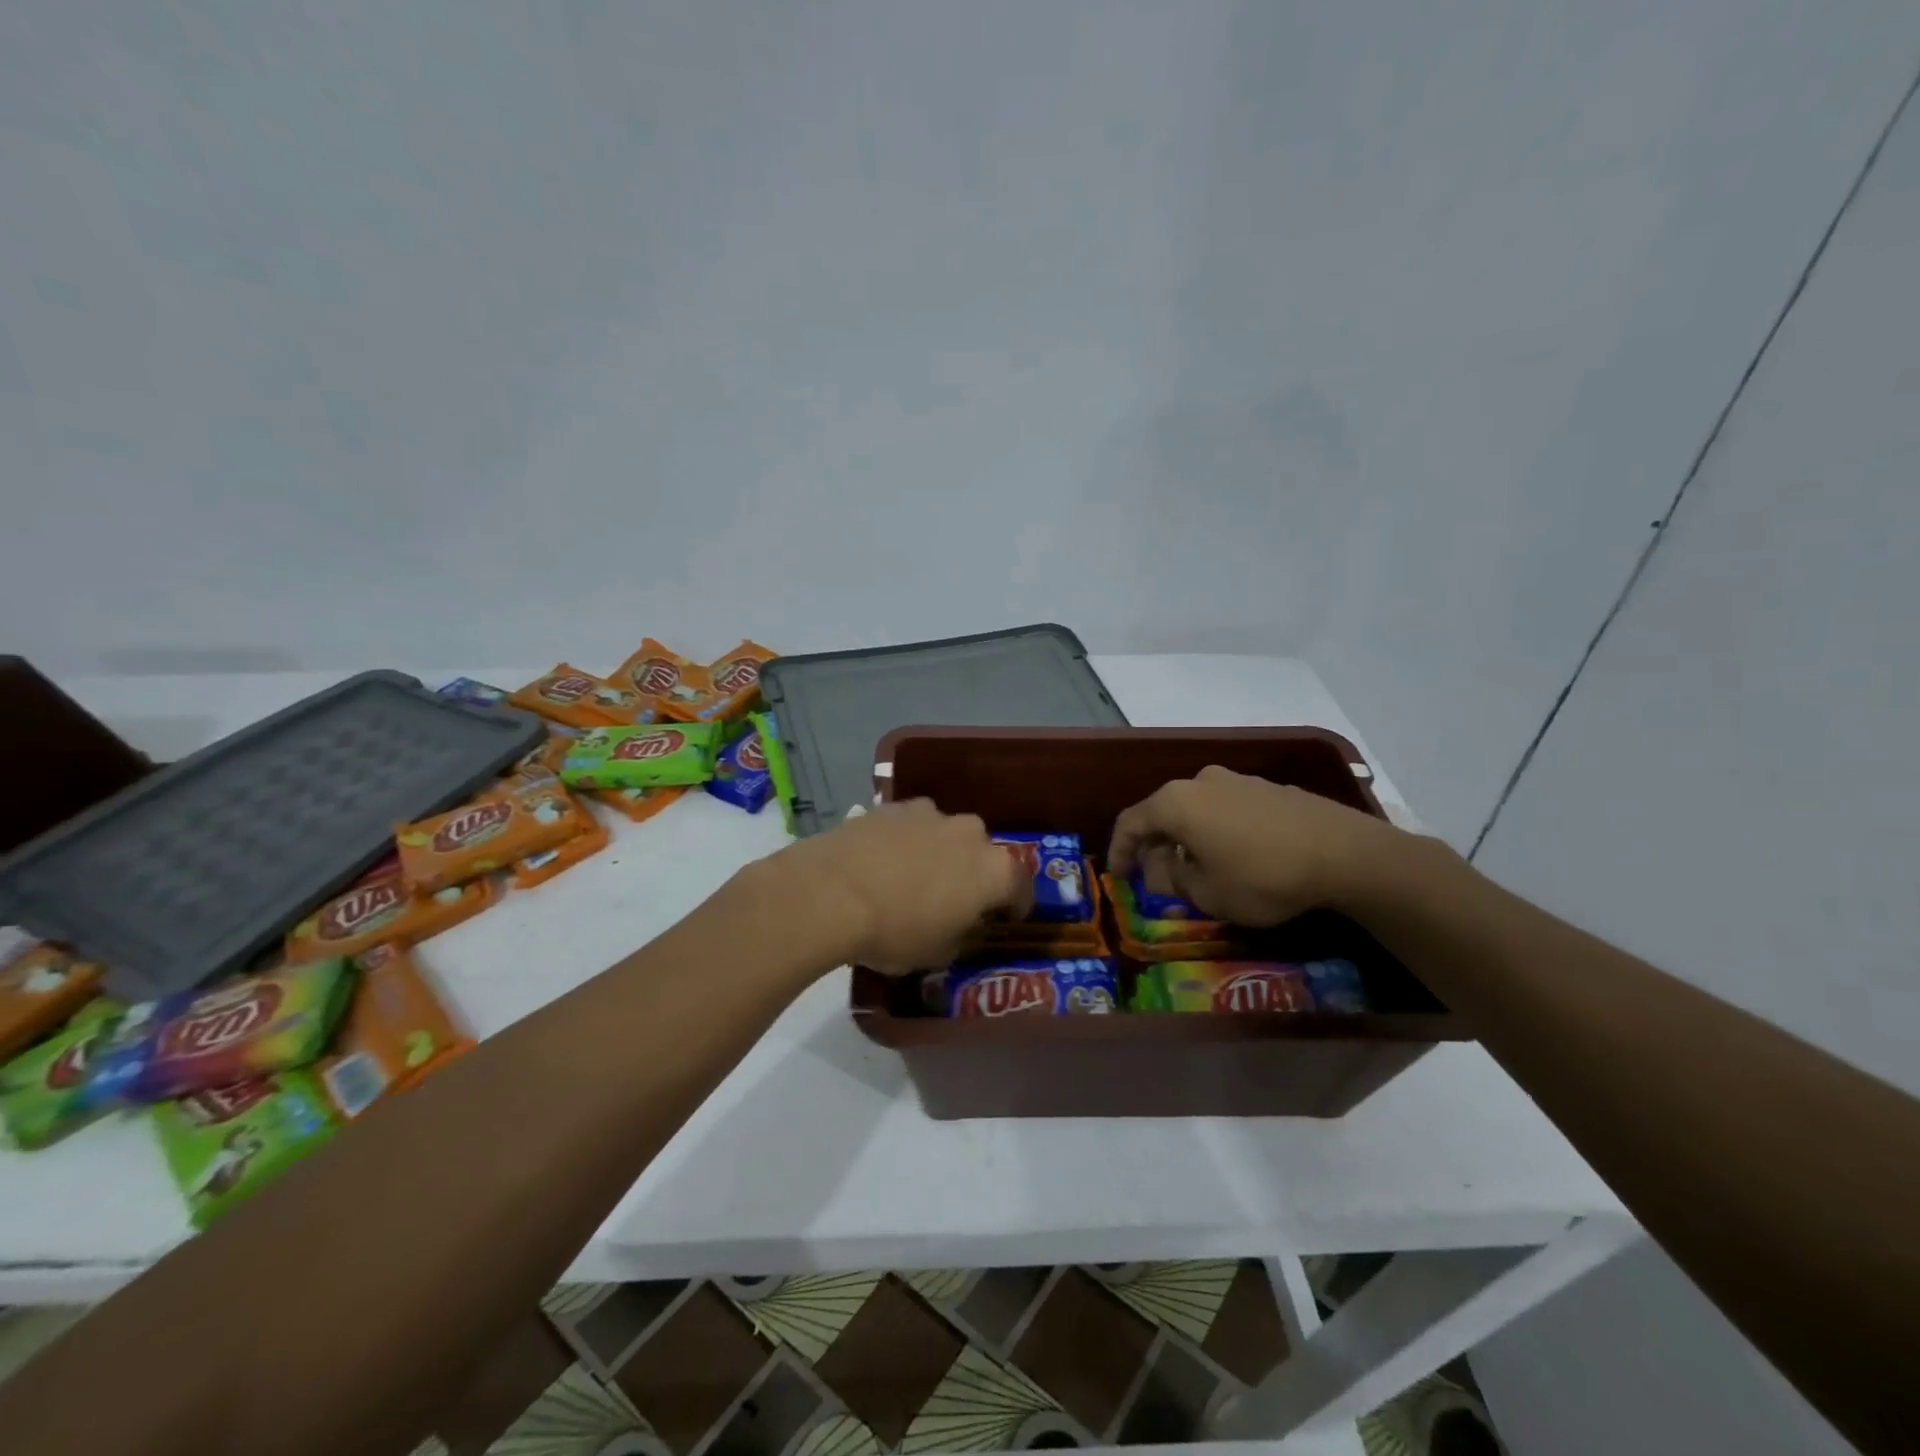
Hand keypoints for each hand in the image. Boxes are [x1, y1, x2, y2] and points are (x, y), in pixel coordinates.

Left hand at [770, 800, 1031, 972]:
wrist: (831, 892)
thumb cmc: (895, 931)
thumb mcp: (938, 954)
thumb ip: (961, 935)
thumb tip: (959, 925)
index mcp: (994, 870)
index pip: (1021, 887)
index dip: (1016, 905)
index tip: (1005, 918)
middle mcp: (970, 833)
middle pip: (983, 854)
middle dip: (974, 874)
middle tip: (954, 899)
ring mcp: (930, 813)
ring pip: (946, 835)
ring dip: (939, 853)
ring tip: (913, 878)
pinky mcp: (892, 806)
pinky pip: (910, 826)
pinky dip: (905, 841)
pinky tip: (882, 862)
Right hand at [1108, 765, 1393, 925]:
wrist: (1344, 853)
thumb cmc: (1262, 876)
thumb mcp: (1207, 893)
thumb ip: (1173, 879)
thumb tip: (1162, 868)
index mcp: (1176, 802)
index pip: (1130, 822)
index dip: (1119, 851)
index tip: (1119, 877)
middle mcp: (1200, 781)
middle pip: (1163, 813)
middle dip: (1155, 846)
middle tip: (1158, 878)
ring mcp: (1238, 780)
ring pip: (1196, 810)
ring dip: (1188, 839)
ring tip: (1198, 870)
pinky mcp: (1269, 788)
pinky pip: (1227, 810)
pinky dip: (1217, 831)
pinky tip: (1235, 857)